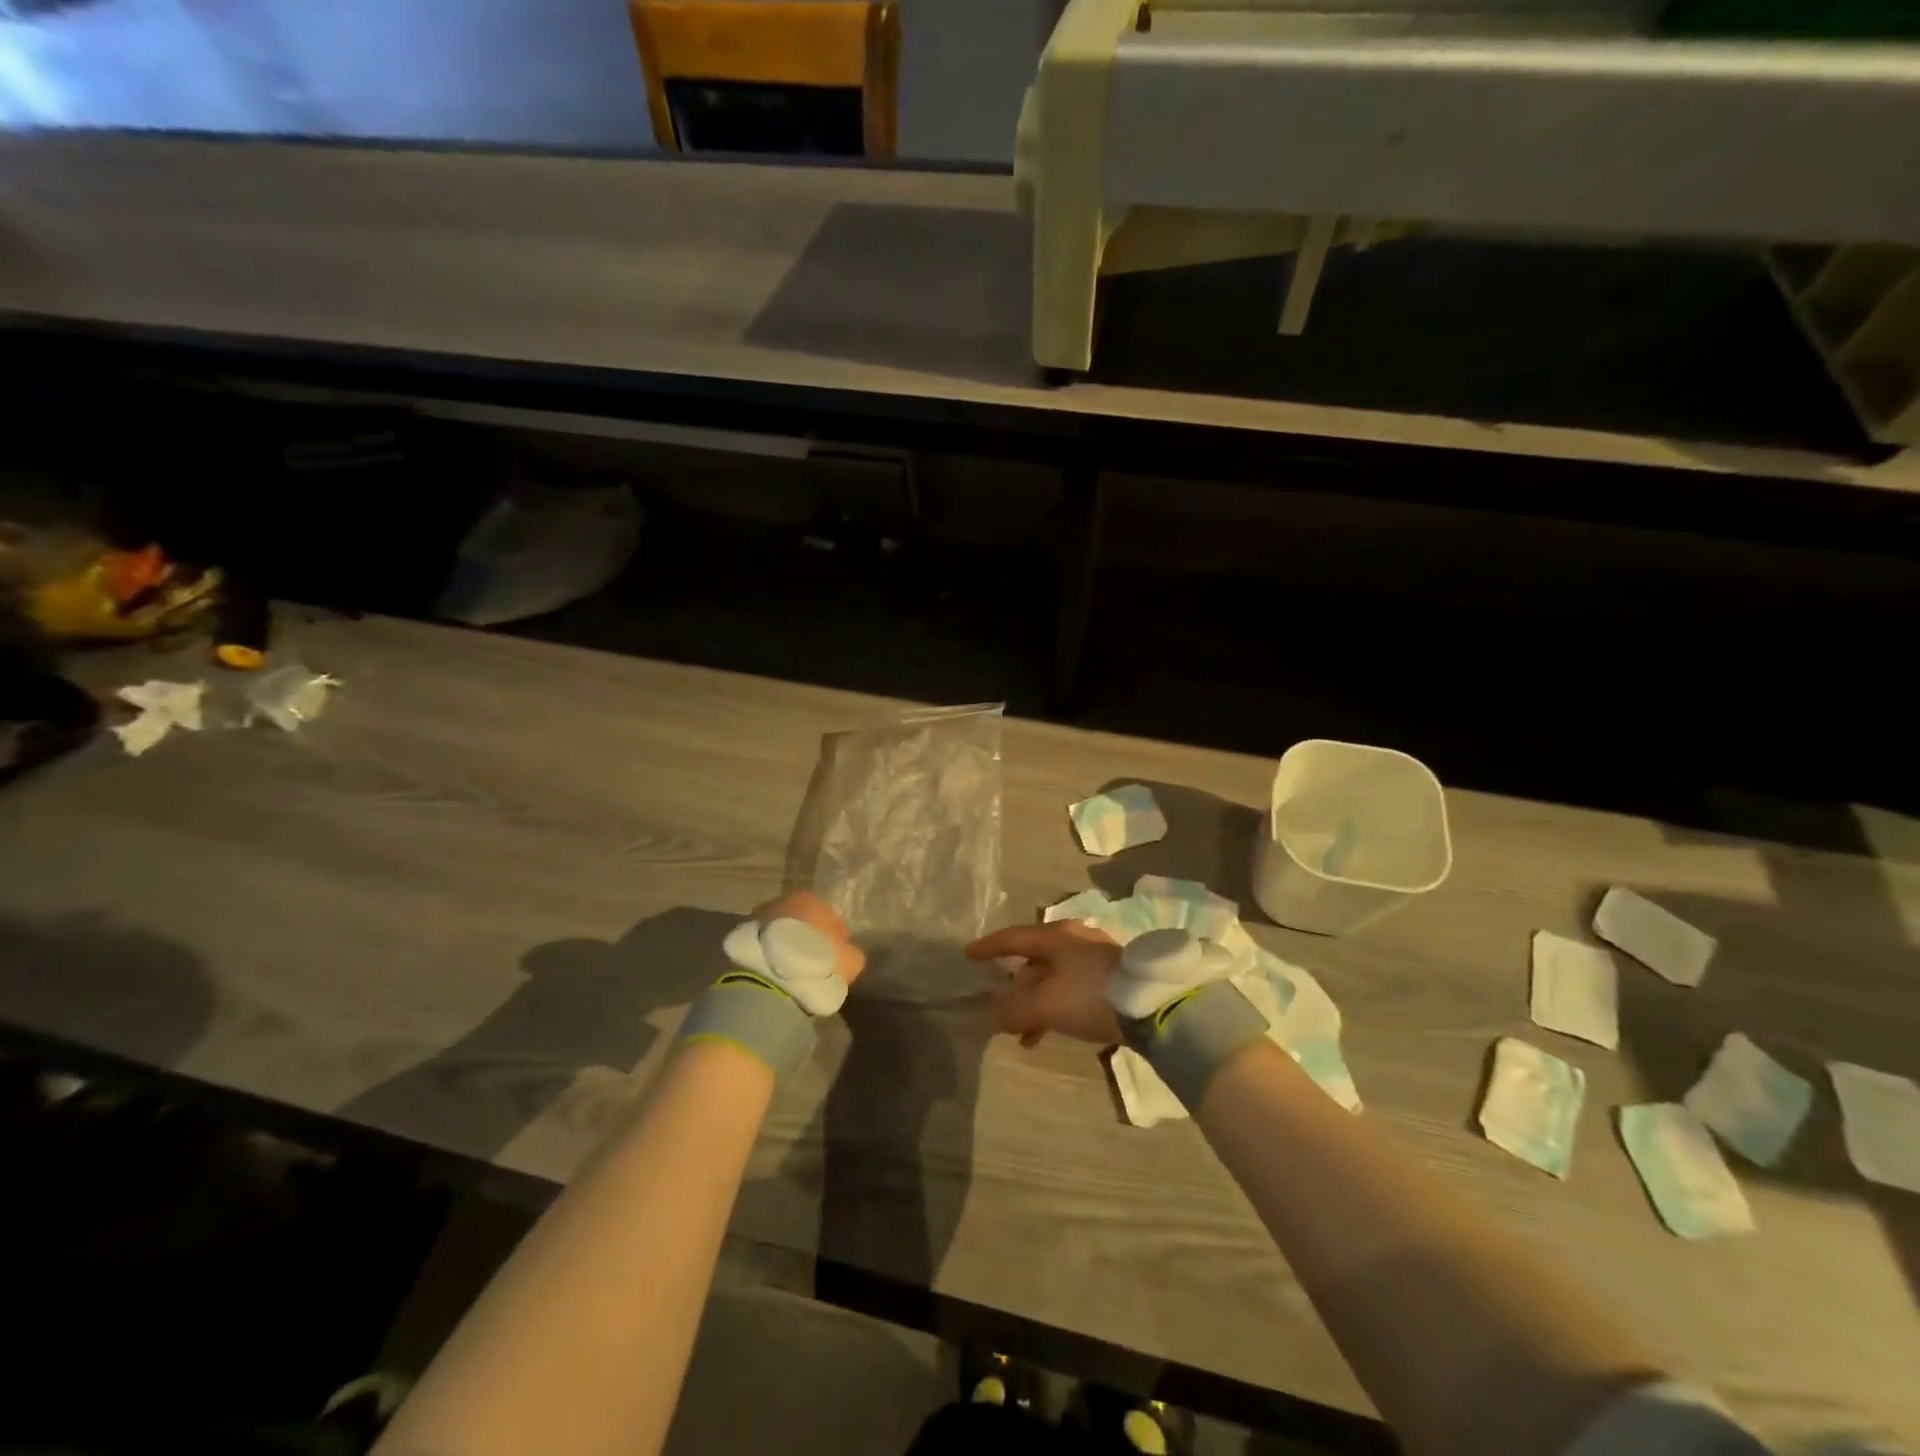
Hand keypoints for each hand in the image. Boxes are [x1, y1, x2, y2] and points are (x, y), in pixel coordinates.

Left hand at [751, 891, 865, 988]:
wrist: (772, 978)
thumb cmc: (819, 963)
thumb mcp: (851, 961)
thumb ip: (851, 953)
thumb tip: (847, 952)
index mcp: (813, 900)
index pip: (830, 917)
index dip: (835, 938)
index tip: (836, 956)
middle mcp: (783, 901)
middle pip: (802, 921)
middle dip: (807, 937)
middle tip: (812, 962)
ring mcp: (759, 916)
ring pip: (779, 931)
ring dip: (785, 945)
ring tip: (791, 969)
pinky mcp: (741, 937)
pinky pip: (763, 945)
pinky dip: (769, 955)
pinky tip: (774, 972)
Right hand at [965, 921, 1123, 1047]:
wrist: (1152, 1006)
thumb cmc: (1090, 995)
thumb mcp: (1045, 1005)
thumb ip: (1013, 1010)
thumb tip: (990, 1015)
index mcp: (1056, 935)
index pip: (1013, 937)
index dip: (989, 947)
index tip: (968, 955)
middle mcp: (1075, 939)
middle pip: (1034, 961)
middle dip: (1016, 989)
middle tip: (1003, 1013)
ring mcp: (1095, 956)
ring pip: (1053, 978)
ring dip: (1036, 1005)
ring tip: (1026, 1036)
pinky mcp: (1111, 977)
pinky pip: (1071, 989)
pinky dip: (1056, 1007)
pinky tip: (1052, 1032)